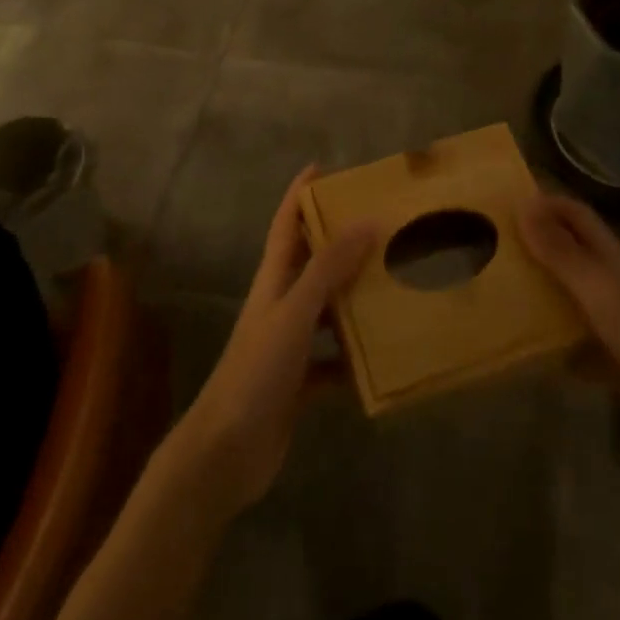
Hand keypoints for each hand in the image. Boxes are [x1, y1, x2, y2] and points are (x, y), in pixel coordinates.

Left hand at [171, 167, 374, 514]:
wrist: (225, 453)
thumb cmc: (256, 372)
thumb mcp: (294, 313)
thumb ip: (328, 269)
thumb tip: (367, 221)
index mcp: (273, 281)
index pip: (286, 224)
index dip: (301, 193)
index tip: (324, 167)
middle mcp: (281, 305)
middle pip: (311, 262)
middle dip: (339, 240)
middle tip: (380, 222)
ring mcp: (289, 345)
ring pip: (327, 308)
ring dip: (354, 294)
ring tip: (394, 281)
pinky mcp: (299, 382)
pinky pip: (335, 359)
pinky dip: (356, 356)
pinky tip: (385, 356)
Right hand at [518, 192, 619, 456]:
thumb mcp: (598, 289)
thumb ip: (561, 251)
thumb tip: (523, 202)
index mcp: (609, 258)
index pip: (576, 215)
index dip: (546, 202)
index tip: (504, 200)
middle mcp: (609, 283)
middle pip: (568, 252)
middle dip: (533, 244)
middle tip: (487, 242)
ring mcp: (611, 322)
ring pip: (566, 295)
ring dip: (536, 290)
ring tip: (492, 287)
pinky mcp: (610, 360)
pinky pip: (570, 342)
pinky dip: (546, 341)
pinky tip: (518, 345)